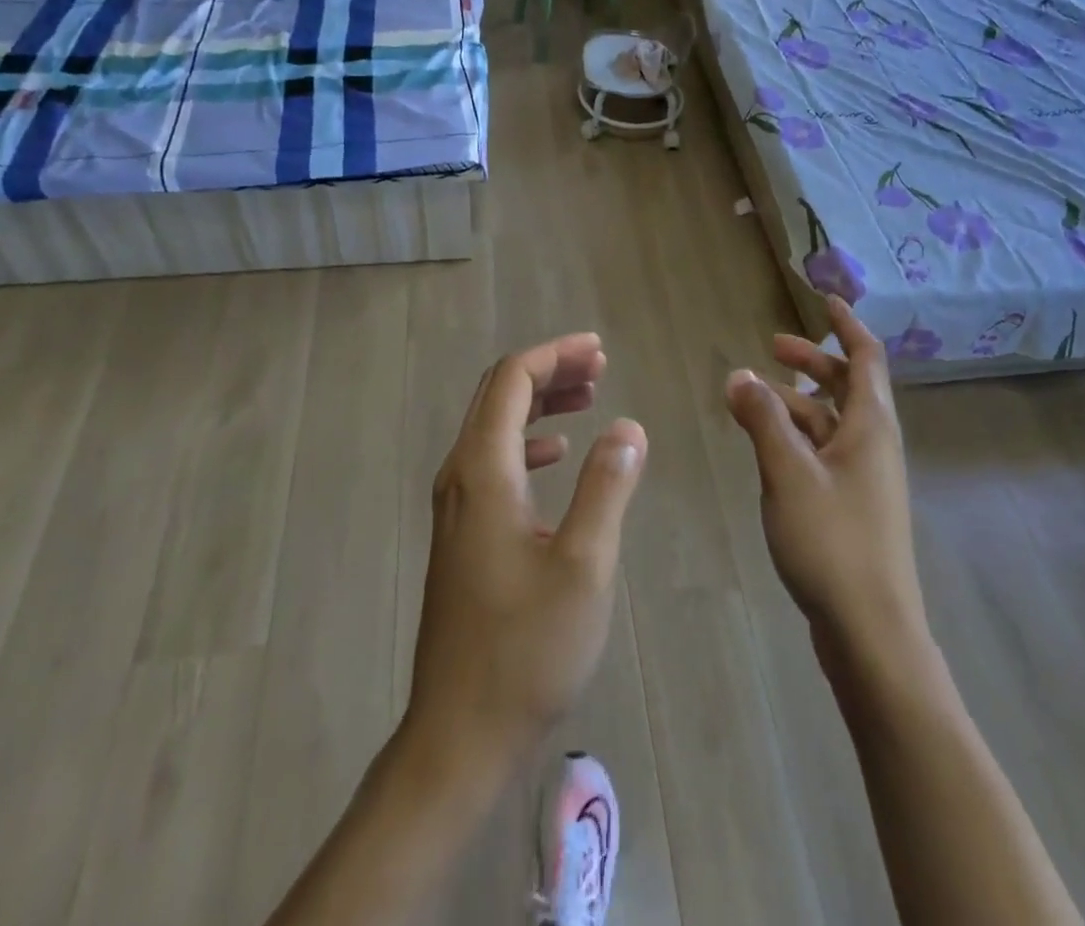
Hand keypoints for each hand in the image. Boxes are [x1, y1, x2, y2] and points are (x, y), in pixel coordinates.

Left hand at [404, 334, 646, 777]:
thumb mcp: (583, 565)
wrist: (459, 733)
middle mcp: (460, 477)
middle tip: (600, 366)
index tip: (599, 350)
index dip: (554, 355)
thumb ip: (607, 486)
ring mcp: (456, 507)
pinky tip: (557, 454)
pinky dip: (529, 441)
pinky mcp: (463, 533)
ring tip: (589, 398)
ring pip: (495, 427)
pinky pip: (494, 461)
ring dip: (540, 403)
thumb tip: (628, 427)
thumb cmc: (526, 649)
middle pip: (498, 395)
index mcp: (483, 472)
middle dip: (549, 371)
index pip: (510, 380)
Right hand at [725, 299, 927, 674]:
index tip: (823, 299)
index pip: (866, 356)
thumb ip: (762, 418)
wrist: (871, 631)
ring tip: (753, 399)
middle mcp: (875, 444)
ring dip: (797, 402)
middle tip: (772, 348)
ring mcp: (866, 478)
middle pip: (848, 385)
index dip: (846, 324)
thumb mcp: (787, 471)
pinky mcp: (853, 506)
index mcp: (870, 426)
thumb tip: (739, 374)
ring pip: (832, 421)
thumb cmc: (832, 541)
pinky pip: (825, 452)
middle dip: (812, 361)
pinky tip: (767, 448)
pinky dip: (798, 437)